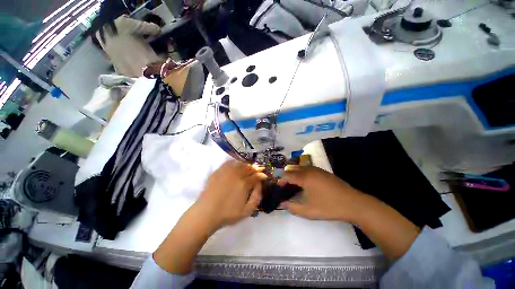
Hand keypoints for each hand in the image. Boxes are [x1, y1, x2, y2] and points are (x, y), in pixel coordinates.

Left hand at [195, 160, 265, 229]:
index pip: (256, 176)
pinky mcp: (219, 171)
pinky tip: (237, 165)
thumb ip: (257, 197)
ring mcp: (227, 171)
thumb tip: (260, 185)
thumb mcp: (247, 210)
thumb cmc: (228, 214)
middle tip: (258, 170)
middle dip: (256, 169)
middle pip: (249, 168)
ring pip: (240, 164)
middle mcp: (237, 174)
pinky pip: (229, 163)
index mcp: (244, 183)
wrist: (207, 212)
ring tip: (249, 167)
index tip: (264, 176)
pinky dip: (235, 162)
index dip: (262, 175)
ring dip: (247, 165)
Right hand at [280, 165, 363, 221]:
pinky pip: (308, 168)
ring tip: (294, 184)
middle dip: (286, 175)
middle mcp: (309, 170)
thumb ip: (292, 207)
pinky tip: (305, 182)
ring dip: (294, 173)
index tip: (278, 187)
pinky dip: (302, 173)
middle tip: (285, 186)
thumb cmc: (328, 206)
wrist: (353, 203)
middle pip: (293, 168)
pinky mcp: (323, 171)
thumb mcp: (308, 211)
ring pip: (300, 167)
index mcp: (304, 177)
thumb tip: (282, 204)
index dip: (281, 180)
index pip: (287, 175)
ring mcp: (317, 169)